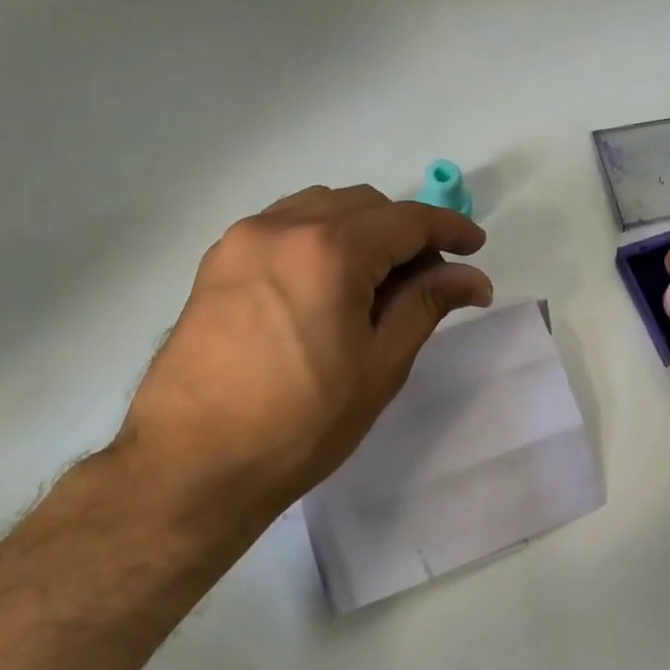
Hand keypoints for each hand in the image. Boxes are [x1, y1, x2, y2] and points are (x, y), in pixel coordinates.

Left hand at [114, 185, 491, 521]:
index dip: (449, 228)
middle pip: (363, 205)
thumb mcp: (379, 365)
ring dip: (360, 231)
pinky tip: (326, 285)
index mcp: (328, 250)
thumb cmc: (301, 423)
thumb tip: (471, 277)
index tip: (475, 247)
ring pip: (319, 209)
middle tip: (428, 279)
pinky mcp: (216, 264)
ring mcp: (241, 241)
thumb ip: (426, 305)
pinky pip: (281, 228)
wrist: (194, 464)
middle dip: (404, 231)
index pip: (406, 219)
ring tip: (376, 283)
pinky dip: (318, 240)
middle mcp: (280, 227)